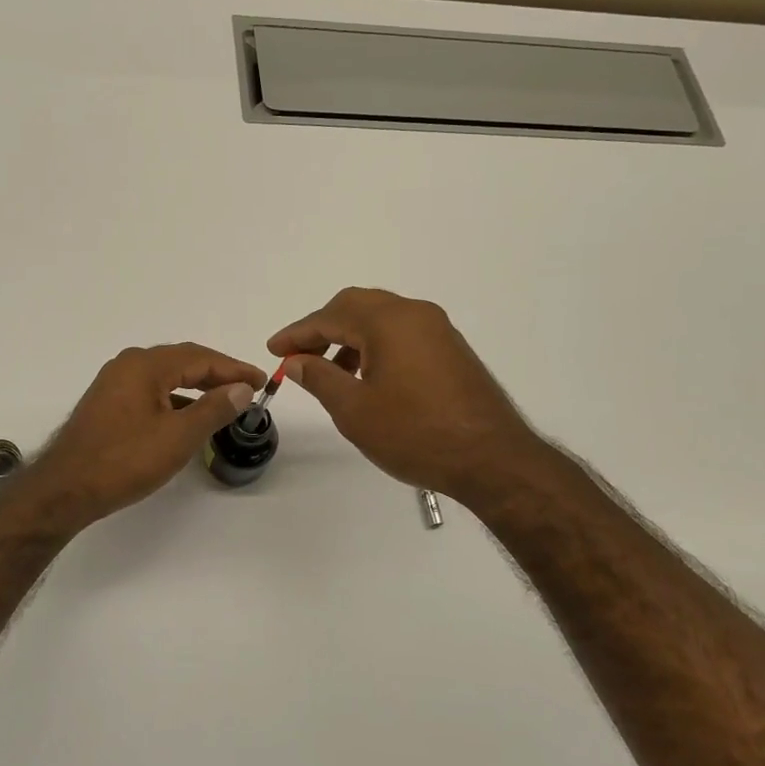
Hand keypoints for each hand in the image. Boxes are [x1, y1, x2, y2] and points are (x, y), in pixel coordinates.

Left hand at [18, 343, 264, 530]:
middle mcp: (128, 366)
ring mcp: (114, 385)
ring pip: (165, 378)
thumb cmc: (124, 460)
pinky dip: (175, 400)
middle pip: (182, 362)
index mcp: (145, 365)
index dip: (234, 369)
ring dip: (196, 387)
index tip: (261, 381)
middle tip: (247, 388)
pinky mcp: (107, 405)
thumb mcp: (178, 436)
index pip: (200, 358)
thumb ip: (213, 408)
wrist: (65, 489)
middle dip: (217, 374)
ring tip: (224, 403)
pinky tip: (188, 418)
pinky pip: (151, 392)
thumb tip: (241, 389)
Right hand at [269, 288, 543, 507]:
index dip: (297, 333)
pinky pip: (403, 333)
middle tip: (298, 356)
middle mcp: (415, 313)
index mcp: (388, 321)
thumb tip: (295, 360)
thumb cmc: (415, 434)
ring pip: (381, 319)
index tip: (272, 349)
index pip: (330, 316)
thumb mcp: (354, 410)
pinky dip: (376, 345)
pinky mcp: (451, 349)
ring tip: (331, 372)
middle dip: (323, 328)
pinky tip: (368, 378)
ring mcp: (438, 330)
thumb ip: (319, 378)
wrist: (492, 459)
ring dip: (350, 337)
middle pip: (357, 306)